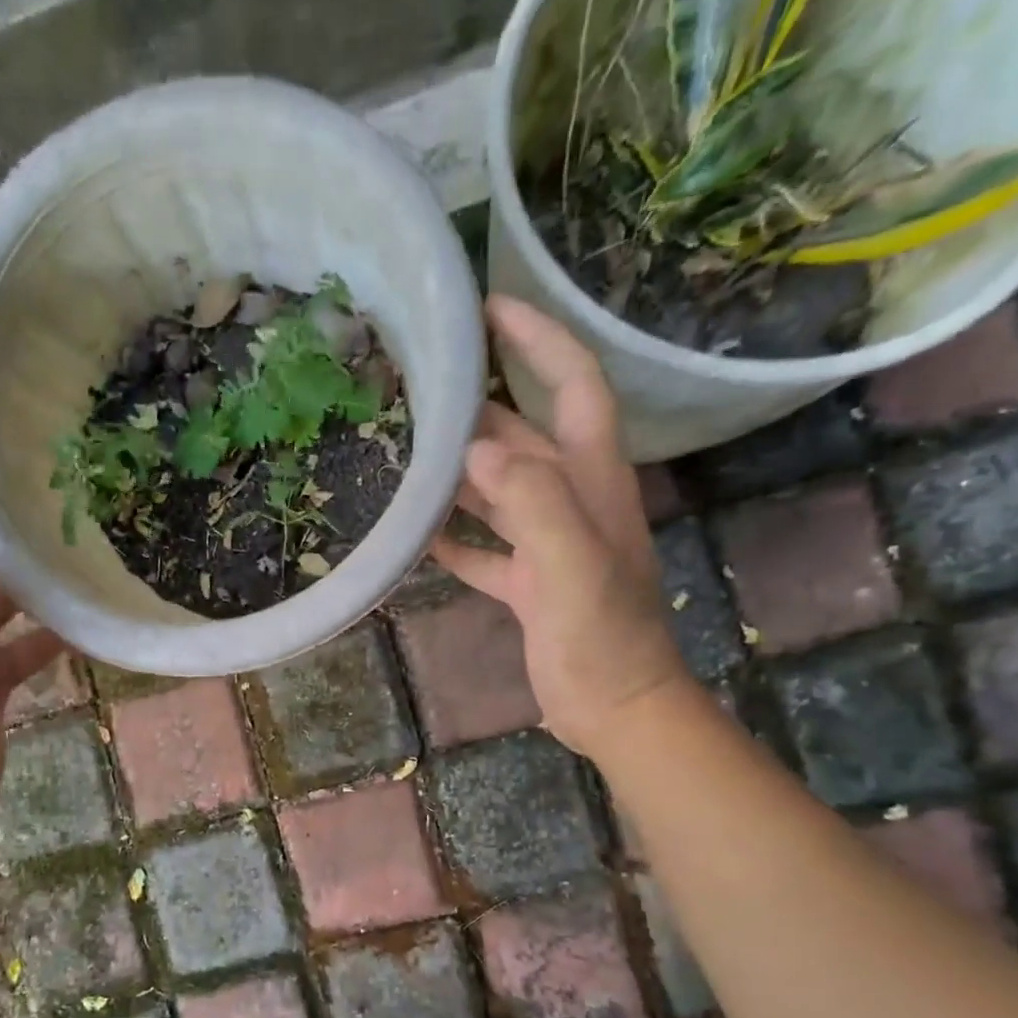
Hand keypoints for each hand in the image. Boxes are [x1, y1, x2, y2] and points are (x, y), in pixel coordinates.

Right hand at [431, 297, 694, 757]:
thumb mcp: (573, 566)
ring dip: (458, 469)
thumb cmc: (602, 638)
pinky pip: (483, 548)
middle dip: (480, 404)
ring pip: (498, 489)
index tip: (491, 309)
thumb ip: (533, 502)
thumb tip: (476, 448)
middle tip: (419, 384)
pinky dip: (453, 537)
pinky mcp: (528, 583)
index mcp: (592, 481)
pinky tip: (414, 531)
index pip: (574, 386)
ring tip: (403, 448)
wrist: (614, 708)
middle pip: (524, 434)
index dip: (539, 340)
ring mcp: (548, 543)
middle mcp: (571, 500)